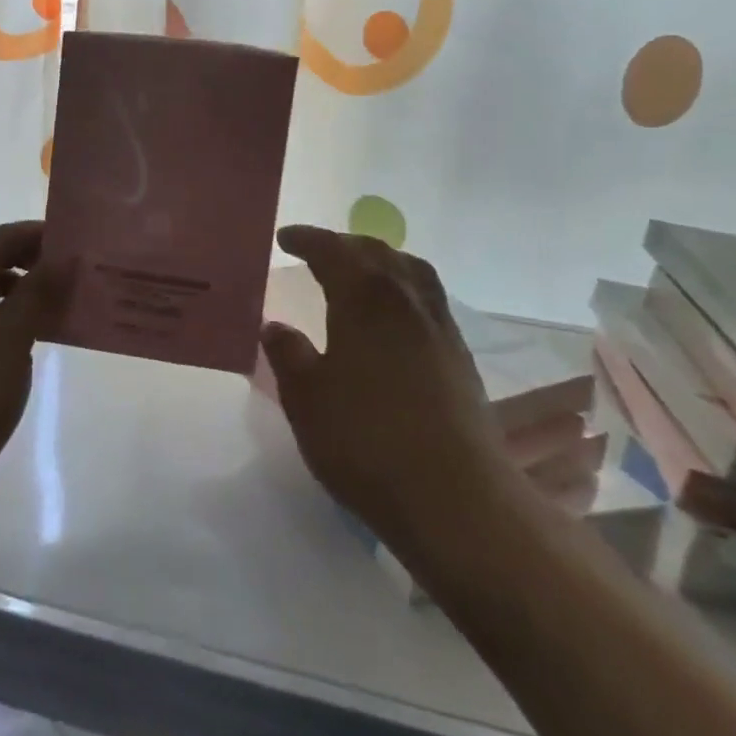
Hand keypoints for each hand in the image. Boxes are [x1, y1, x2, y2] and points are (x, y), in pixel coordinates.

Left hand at [0, 221, 73, 495]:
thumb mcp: (14, 335)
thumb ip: (39, 289)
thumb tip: (64, 257)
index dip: (36, 234)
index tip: (74, 240)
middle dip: (29, 257)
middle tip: (71, 266)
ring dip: (19, 284)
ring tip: (57, 295)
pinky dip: (5, 309)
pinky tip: (31, 328)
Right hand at [259, 227, 506, 544]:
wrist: (455, 497)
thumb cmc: (366, 440)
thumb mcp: (306, 398)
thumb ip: (288, 354)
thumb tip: (275, 326)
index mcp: (364, 298)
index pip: (332, 251)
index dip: (306, 240)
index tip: (284, 238)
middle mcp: (406, 300)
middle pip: (376, 252)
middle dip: (343, 244)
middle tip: (316, 251)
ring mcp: (439, 327)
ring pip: (410, 271)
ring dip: (380, 261)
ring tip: (359, 272)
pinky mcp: (460, 357)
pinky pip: (427, 299)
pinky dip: (402, 289)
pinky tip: (391, 317)